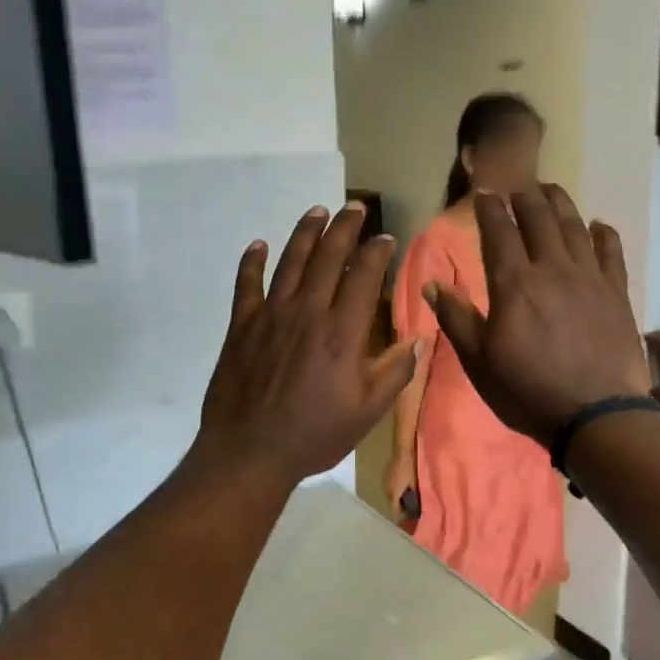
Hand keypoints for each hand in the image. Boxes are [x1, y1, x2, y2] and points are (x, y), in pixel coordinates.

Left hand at [196, 204, 420, 489]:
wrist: (249, 452)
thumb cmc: (313, 435)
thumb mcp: (366, 413)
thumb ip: (394, 373)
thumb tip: (418, 339)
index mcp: (342, 333)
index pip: (363, 277)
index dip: (376, 252)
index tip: (385, 237)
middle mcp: (307, 313)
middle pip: (327, 258)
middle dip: (344, 228)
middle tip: (354, 207)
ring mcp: (270, 316)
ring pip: (290, 262)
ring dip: (305, 233)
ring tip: (317, 211)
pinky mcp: (241, 326)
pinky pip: (246, 284)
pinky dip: (252, 262)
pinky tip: (259, 244)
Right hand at [384, 453, 415, 517]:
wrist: (403, 450)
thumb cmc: (410, 469)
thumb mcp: (415, 485)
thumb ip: (414, 498)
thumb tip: (416, 509)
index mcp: (392, 494)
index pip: (394, 511)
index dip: (402, 517)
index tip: (410, 518)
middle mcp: (386, 489)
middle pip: (392, 503)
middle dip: (400, 506)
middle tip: (411, 507)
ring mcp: (384, 481)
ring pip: (391, 494)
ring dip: (397, 497)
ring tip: (408, 496)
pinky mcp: (385, 474)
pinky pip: (390, 486)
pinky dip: (396, 489)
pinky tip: (404, 486)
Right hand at [425, 184, 651, 445]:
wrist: (596, 415)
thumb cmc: (527, 391)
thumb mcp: (479, 362)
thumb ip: (456, 319)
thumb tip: (432, 285)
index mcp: (513, 284)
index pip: (499, 232)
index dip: (490, 209)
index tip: (484, 193)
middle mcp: (551, 269)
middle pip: (539, 218)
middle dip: (525, 197)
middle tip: (516, 187)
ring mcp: (589, 278)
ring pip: (574, 226)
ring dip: (560, 203)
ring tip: (551, 190)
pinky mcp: (616, 293)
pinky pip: (610, 252)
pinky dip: (603, 233)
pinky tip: (598, 225)